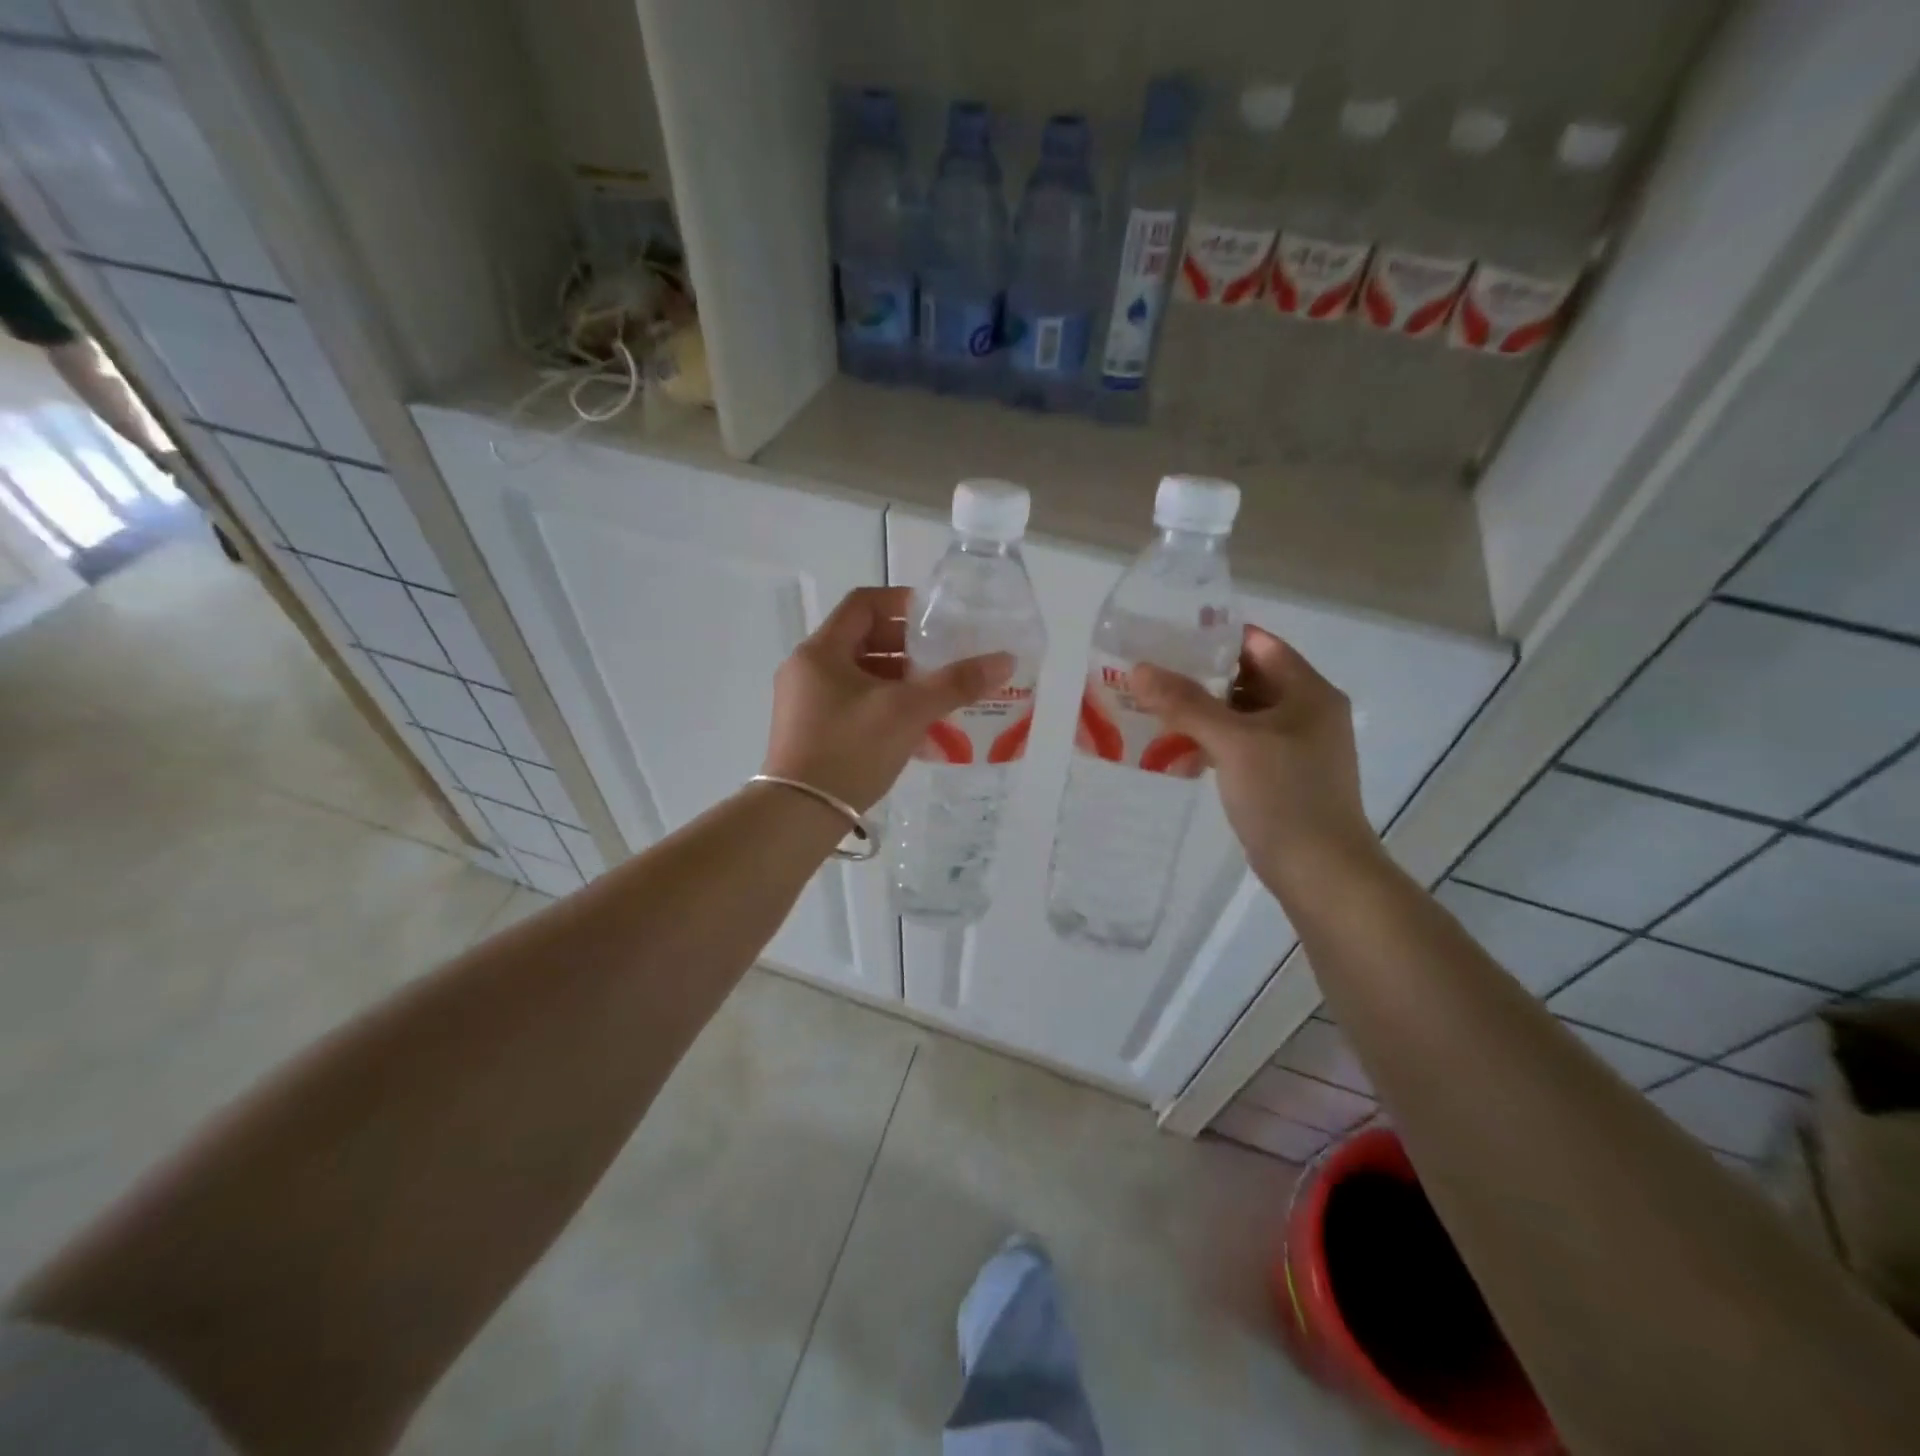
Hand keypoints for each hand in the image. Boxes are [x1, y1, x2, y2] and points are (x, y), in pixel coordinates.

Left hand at [763, 587, 1013, 812]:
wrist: (800, 814)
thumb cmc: (850, 750)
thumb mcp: (908, 711)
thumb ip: (956, 683)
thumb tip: (1005, 660)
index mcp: (821, 651)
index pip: (863, 604)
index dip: (902, 603)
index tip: (936, 619)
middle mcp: (807, 669)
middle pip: (862, 639)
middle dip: (906, 647)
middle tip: (942, 658)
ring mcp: (805, 702)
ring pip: (859, 675)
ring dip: (898, 679)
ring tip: (935, 693)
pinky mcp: (810, 731)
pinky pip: (852, 702)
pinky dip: (883, 703)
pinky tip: (914, 725)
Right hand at [1133, 626, 1377, 889]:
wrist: (1319, 871)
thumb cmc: (1285, 796)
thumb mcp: (1233, 742)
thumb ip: (1186, 703)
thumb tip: (1139, 670)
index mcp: (1309, 692)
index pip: (1259, 644)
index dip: (1215, 638)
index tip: (1168, 638)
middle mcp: (1306, 712)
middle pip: (1248, 678)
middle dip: (1200, 675)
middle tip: (1151, 672)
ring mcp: (1293, 746)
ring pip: (1240, 713)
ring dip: (1201, 709)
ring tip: (1152, 704)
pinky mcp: (1279, 775)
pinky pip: (1239, 743)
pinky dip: (1210, 739)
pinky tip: (1173, 744)